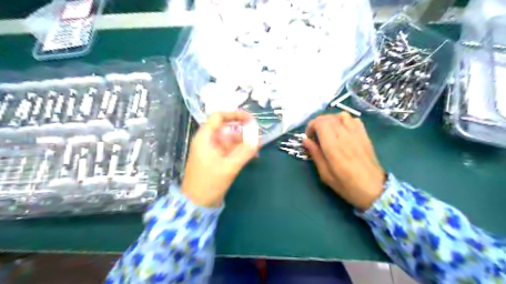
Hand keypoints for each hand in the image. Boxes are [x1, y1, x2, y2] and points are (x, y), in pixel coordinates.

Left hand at [182, 112, 257, 207]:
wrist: (197, 203)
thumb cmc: (209, 182)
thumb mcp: (229, 167)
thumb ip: (245, 152)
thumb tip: (258, 139)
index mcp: (205, 137)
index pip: (218, 117)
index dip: (234, 114)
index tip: (250, 118)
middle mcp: (208, 141)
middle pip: (226, 127)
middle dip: (242, 129)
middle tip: (258, 132)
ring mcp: (213, 150)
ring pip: (230, 139)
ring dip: (244, 141)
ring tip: (258, 144)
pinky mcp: (217, 159)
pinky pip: (230, 150)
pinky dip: (240, 150)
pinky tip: (252, 153)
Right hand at [304, 113, 383, 210]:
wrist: (375, 189)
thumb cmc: (347, 185)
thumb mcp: (325, 174)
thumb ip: (315, 154)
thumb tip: (305, 140)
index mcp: (333, 147)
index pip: (320, 123)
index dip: (311, 126)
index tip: (309, 137)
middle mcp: (345, 136)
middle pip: (328, 118)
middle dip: (318, 123)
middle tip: (316, 135)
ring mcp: (357, 134)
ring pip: (341, 115)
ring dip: (331, 120)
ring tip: (328, 131)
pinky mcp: (365, 135)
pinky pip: (353, 119)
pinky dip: (344, 121)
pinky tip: (342, 131)